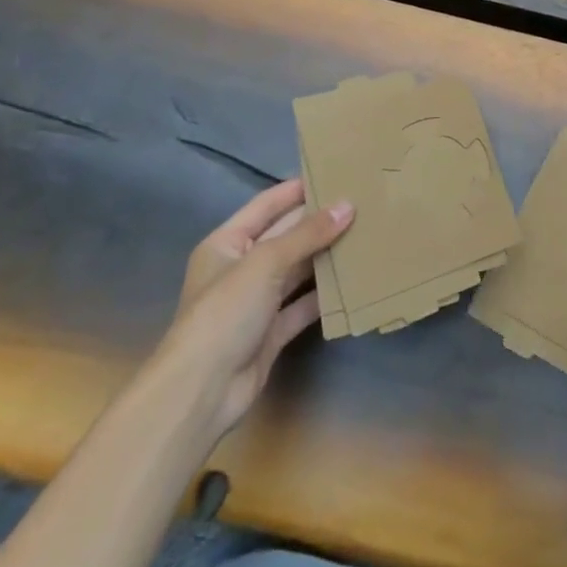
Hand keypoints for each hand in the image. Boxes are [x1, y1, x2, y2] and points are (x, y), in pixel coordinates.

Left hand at [159, 179, 353, 435]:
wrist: (201, 392)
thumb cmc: (225, 312)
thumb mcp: (266, 262)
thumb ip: (308, 234)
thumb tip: (348, 206)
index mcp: (227, 243)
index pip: (266, 205)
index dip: (297, 189)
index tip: (334, 174)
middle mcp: (241, 268)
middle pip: (285, 236)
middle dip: (319, 222)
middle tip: (361, 203)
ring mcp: (256, 302)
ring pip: (297, 270)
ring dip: (326, 256)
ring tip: (365, 235)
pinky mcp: (271, 332)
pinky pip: (303, 305)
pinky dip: (325, 295)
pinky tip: (353, 281)